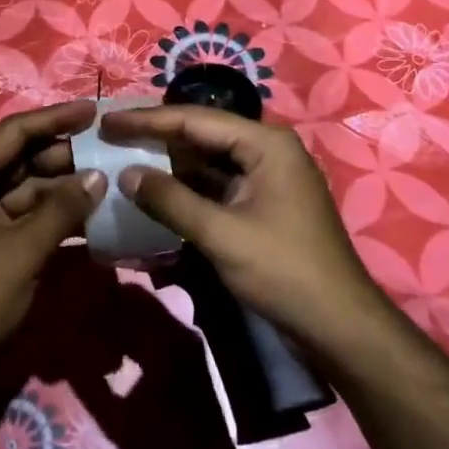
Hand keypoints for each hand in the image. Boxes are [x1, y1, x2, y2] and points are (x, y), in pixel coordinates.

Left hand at [0, 101, 103, 381]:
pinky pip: (20, 218)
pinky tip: (87, 219)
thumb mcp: (23, 250)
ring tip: (106, 183)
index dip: (55, 118)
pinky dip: (49, 217)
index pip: (14, 132)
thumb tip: (98, 177)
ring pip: (23, 190)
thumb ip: (62, 209)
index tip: (94, 111)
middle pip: (19, 159)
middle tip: (108, 152)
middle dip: (63, 157)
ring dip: (61, 189)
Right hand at [99, 105, 385, 353]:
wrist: (341, 328)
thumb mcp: (221, 234)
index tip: (107, 121)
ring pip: (207, 162)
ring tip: (125, 161)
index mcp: (265, 143)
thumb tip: (126, 174)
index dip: (146, 120)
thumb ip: (171, 200)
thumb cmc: (285, 272)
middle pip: (201, 135)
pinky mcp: (263, 205)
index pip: (194, 120)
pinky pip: (217, 187)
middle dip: (156, 138)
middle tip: (111, 137)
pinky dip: (187, 191)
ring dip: (169, 166)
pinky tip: (156, 196)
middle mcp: (267, 150)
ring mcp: (267, 179)